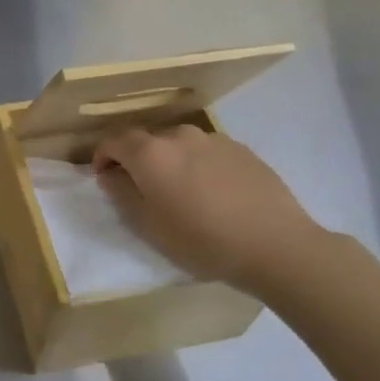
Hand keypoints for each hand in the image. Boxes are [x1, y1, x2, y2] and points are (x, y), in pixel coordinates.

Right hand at [92, 127, 325, 295]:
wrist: (276, 245)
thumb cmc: (202, 240)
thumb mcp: (148, 226)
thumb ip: (122, 193)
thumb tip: (111, 174)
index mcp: (150, 152)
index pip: (114, 141)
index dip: (103, 157)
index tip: (104, 178)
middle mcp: (179, 135)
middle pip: (147, 141)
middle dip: (138, 161)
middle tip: (145, 192)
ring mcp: (214, 139)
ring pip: (179, 146)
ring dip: (172, 162)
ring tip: (183, 194)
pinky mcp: (242, 149)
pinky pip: (207, 152)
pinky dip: (200, 166)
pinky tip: (215, 195)